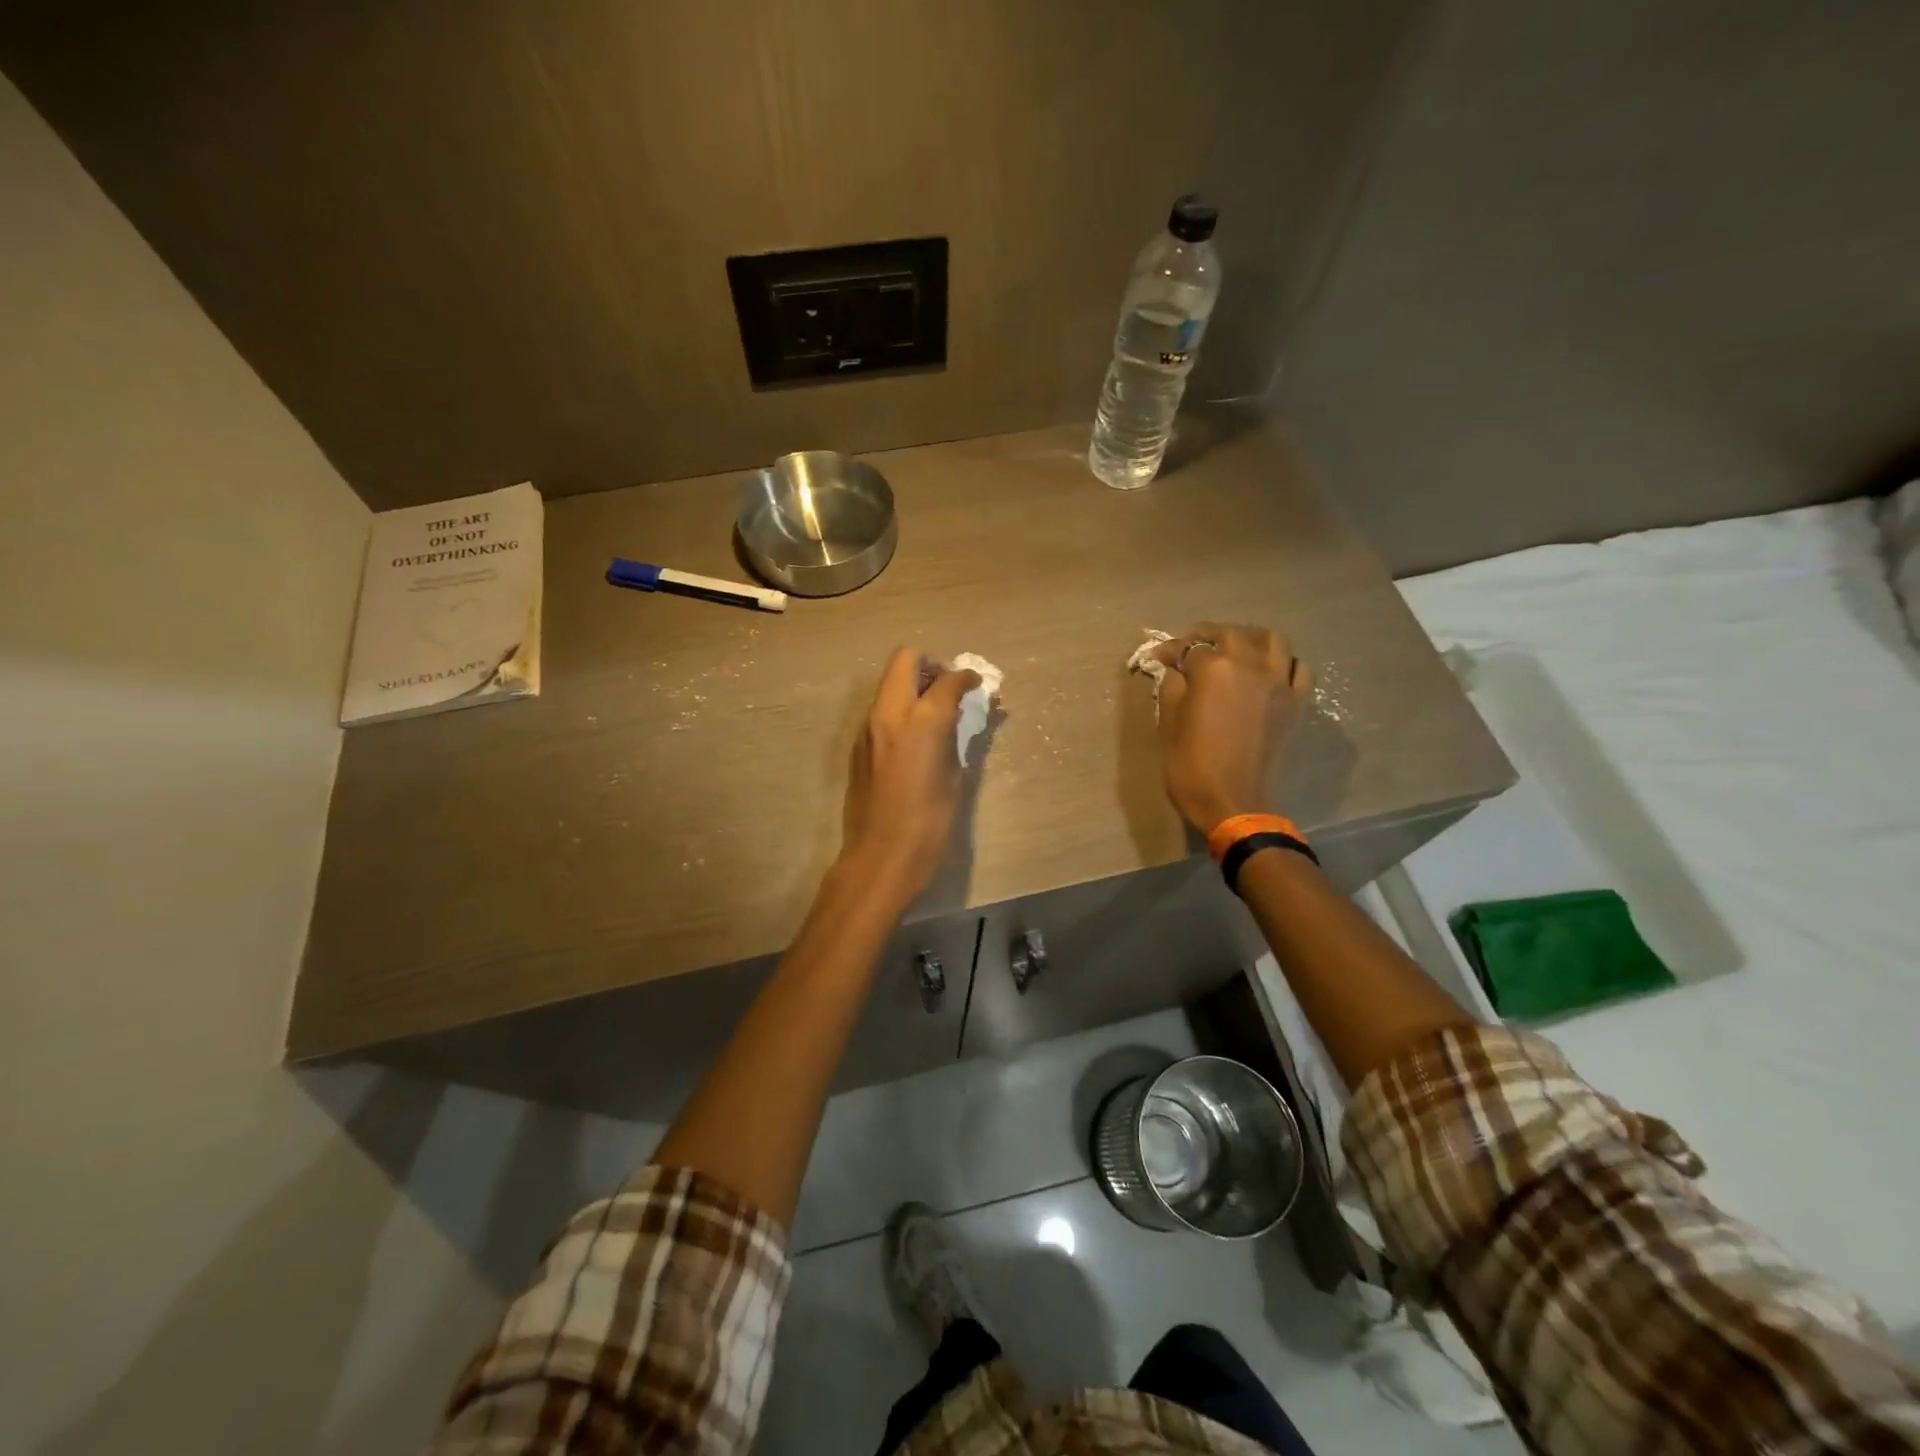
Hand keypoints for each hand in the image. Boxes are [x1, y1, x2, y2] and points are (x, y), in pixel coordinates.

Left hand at [841, 648, 981, 897]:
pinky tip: (914, 737)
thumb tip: (964, 717)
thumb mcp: (955, 776)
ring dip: (912, 685)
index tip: (976, 686)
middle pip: (906, 659)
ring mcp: (868, 726)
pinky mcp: (858, 743)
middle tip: (948, 688)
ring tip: (933, 712)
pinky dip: (900, 708)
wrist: (881, 856)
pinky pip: (881, 708)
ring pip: (889, 682)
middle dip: (930, 665)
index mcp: (923, 720)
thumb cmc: (930, 822)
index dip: (966, 678)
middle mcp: (890, 712)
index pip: (947, 678)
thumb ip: (957, 737)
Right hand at [1151, 622, 1312, 833]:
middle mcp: (1250, 666)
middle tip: (1191, 646)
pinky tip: (1267, 670)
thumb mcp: (1168, 724)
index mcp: (1213, 670)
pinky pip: (1297, 668)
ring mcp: (1278, 683)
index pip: (1188, 648)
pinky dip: (1283, 662)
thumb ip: (1172, 689)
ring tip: (1233, 647)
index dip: (1170, 651)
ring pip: (1271, 640)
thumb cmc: (1191, 766)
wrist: (1234, 803)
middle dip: (1207, 635)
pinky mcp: (1295, 703)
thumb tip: (1175, 670)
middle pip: (1230, 635)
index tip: (1159, 657)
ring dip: (1248, 637)